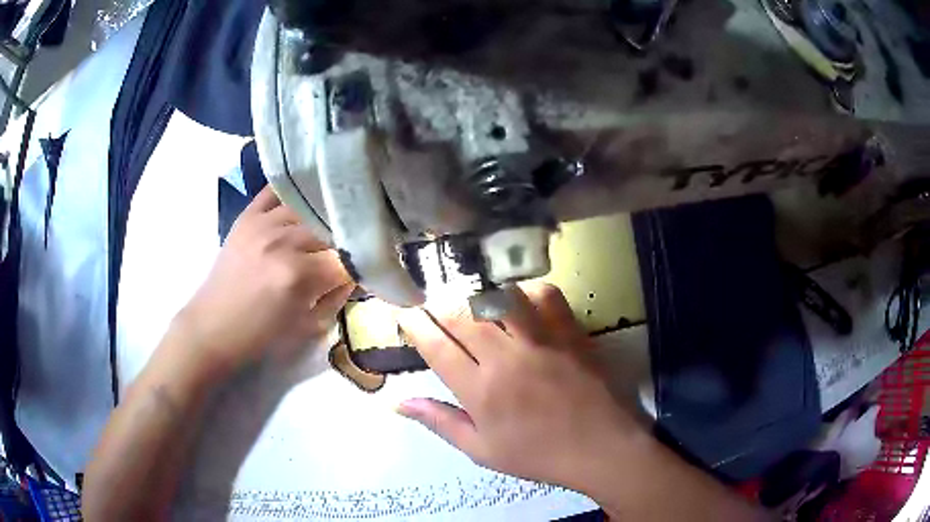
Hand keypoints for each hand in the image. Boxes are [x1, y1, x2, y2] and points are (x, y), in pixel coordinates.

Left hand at [177, 186, 354, 372]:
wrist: (212, 328)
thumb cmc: (260, 337)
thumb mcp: (308, 326)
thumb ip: (336, 296)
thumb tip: (355, 273)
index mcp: (298, 276)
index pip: (346, 259)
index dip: (362, 265)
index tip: (367, 269)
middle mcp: (282, 242)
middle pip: (329, 229)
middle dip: (343, 241)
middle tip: (347, 250)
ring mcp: (263, 224)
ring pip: (308, 208)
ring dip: (321, 219)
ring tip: (328, 226)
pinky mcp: (247, 216)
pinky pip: (276, 192)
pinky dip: (293, 194)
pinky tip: (304, 199)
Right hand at [396, 283, 642, 493]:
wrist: (600, 447)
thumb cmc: (538, 455)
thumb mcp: (482, 450)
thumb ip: (440, 422)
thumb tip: (398, 404)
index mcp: (480, 392)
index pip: (436, 348)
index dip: (415, 325)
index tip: (405, 311)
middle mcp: (505, 359)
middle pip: (462, 316)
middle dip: (438, 303)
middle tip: (431, 300)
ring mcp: (541, 341)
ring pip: (499, 299)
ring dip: (477, 293)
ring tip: (468, 296)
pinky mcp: (569, 332)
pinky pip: (544, 295)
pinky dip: (525, 290)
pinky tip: (518, 298)